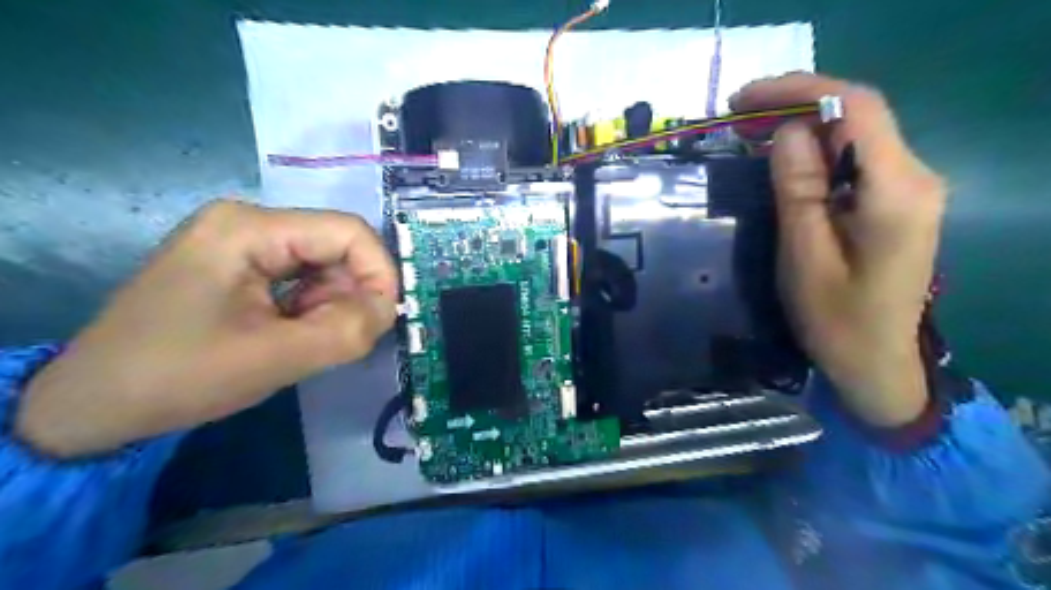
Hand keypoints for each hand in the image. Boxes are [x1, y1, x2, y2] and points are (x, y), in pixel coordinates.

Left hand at [16, 201, 397, 459]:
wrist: (93, 405)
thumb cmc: (178, 375)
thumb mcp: (274, 357)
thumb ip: (346, 331)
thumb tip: (388, 310)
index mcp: (250, 228)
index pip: (348, 231)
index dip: (380, 272)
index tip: (385, 318)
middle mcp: (249, 222)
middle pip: (336, 248)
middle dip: (350, 296)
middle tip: (340, 341)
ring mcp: (243, 243)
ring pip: (324, 266)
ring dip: (331, 307)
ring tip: (306, 343)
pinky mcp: (241, 266)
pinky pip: (302, 280)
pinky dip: (313, 310)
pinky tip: (292, 336)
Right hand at [732, 73, 943, 425]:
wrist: (874, 362)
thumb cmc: (834, 319)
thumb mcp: (804, 256)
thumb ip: (798, 189)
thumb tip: (786, 130)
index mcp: (896, 191)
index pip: (856, 107)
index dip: (797, 90)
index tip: (742, 101)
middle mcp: (914, 177)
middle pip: (857, 113)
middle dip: (794, 103)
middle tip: (736, 117)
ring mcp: (908, 188)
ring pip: (854, 133)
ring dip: (801, 124)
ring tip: (748, 132)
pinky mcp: (894, 201)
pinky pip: (853, 158)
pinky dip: (814, 149)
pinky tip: (780, 158)